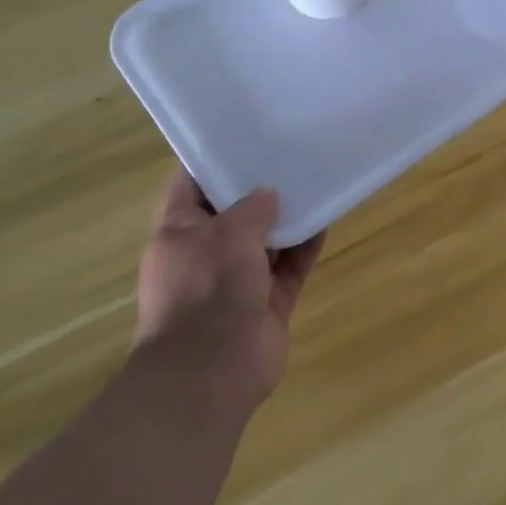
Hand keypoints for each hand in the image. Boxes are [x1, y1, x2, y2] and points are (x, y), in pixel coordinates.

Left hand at [135, 170, 324, 409]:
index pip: (189, 185)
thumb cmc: (207, 288)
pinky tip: (326, 220)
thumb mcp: (228, 233)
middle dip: (258, 189)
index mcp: (179, 232)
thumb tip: (268, 195)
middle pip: (233, 212)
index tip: (241, 136)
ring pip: (266, 240)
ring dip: (287, 218)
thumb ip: (251, 208)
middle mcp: (206, 253)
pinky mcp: (267, 302)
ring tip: (314, 181)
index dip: (212, 159)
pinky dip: (305, 247)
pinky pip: (290, 267)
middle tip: (288, 155)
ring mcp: (237, 280)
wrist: (213, 368)